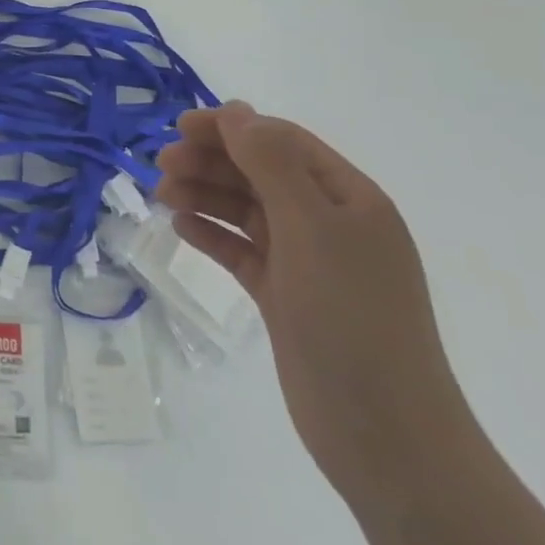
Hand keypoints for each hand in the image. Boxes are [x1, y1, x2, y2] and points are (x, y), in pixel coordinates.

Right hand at [156, 102, 478, 508]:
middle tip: (161, 165)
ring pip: (247, 211)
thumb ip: (271, 164)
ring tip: (162, 197)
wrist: (384, 433)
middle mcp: (329, 223)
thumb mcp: (312, 227)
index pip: (282, 143)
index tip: (180, 128)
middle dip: (211, 162)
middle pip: (260, 173)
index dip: (231, 128)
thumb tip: (237, 111)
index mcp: (349, 198)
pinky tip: (182, 229)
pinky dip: (213, 235)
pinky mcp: (285, 297)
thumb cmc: (351, 316)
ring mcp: (307, 262)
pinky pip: (242, 250)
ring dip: (205, 196)